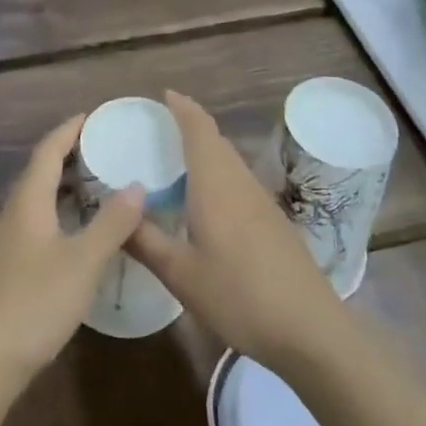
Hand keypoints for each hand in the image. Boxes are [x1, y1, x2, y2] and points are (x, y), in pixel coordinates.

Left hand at [0, 115, 144, 392]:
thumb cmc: (34, 303)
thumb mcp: (83, 262)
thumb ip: (111, 223)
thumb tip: (137, 185)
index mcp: (27, 201)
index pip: (47, 150)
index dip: (69, 130)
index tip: (93, 116)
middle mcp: (12, 214)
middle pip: (40, 173)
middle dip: (70, 157)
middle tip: (106, 152)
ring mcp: (5, 244)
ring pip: (37, 202)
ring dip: (65, 189)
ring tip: (99, 189)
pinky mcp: (5, 270)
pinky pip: (35, 226)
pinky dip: (59, 216)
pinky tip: (78, 236)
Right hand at [127, 91, 347, 370]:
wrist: (310, 330)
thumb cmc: (239, 296)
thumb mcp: (181, 274)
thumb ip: (145, 241)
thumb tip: (115, 213)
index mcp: (215, 185)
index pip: (199, 129)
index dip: (182, 108)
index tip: (164, 95)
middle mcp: (240, 183)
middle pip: (216, 141)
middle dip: (191, 126)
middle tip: (159, 128)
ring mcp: (262, 203)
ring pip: (230, 162)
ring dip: (206, 151)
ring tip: (177, 161)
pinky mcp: (274, 223)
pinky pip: (239, 182)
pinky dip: (218, 175)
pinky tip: (206, 202)